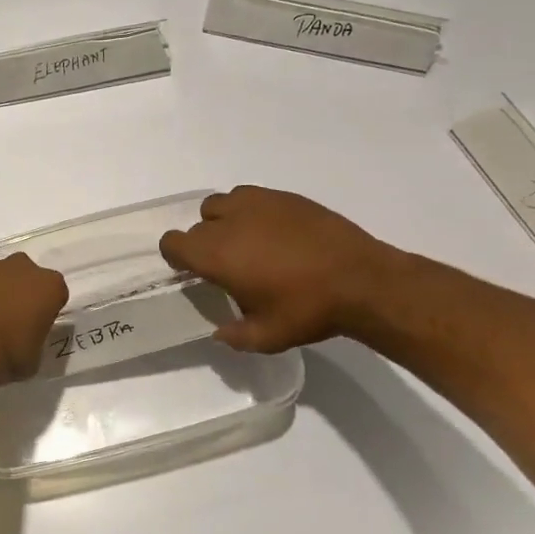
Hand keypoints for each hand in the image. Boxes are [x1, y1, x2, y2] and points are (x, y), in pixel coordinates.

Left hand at [0, 255, 68, 399]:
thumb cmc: (5, 358)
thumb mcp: (35, 356)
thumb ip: (35, 335)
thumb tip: (25, 334)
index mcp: (48, 286)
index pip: (54, 292)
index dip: (44, 308)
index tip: (34, 324)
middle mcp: (21, 267)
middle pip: (25, 274)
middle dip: (19, 290)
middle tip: (7, 317)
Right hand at [159, 186, 401, 351]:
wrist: (361, 280)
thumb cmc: (307, 310)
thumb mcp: (267, 337)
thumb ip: (235, 336)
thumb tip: (220, 332)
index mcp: (216, 255)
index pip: (172, 242)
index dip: (177, 256)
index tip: (193, 271)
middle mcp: (228, 222)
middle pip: (197, 225)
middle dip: (204, 243)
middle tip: (229, 265)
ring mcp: (257, 204)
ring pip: (220, 204)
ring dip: (223, 220)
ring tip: (247, 241)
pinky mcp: (283, 196)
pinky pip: (250, 196)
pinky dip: (251, 210)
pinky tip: (274, 232)